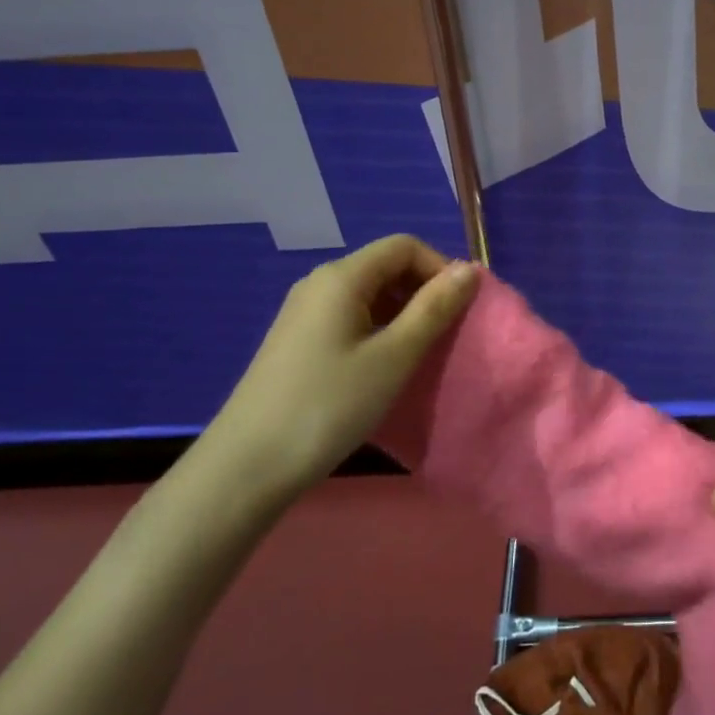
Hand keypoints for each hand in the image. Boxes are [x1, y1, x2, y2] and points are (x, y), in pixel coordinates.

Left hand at [202, 235, 479, 503]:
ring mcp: (304, 312)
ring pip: (369, 294)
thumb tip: (469, 269)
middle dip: (423, 291)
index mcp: (342, 277)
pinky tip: (382, 367)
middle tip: (444, 335)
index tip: (459, 309)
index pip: (404, 246)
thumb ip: (434, 308)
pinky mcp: (297, 340)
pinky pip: (350, 317)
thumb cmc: (328, 406)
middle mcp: (320, 283)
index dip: (439, 268)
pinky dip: (378, 330)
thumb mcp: (394, 356)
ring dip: (403, 314)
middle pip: (386, 266)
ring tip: (418, 355)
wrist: (246, 469)